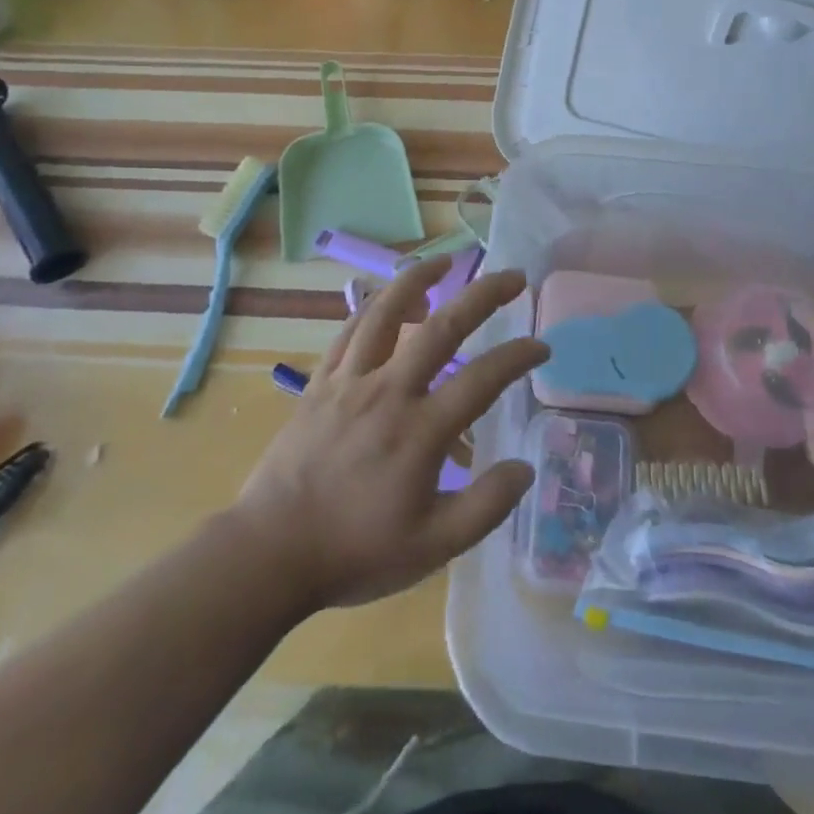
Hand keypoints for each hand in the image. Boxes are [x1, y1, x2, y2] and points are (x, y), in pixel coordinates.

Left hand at [232, 256, 547, 611]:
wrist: (271, 552)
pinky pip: (349, 332)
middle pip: (443, 327)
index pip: (483, 379)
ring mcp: (351, 382)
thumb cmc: (356, 551)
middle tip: (513, 276)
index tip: (542, 347)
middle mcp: (389, 391)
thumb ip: (485, 506)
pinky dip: (372, 308)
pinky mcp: (320, 383)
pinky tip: (385, 300)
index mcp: (421, 431)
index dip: (518, 357)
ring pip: (387, 313)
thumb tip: (525, 467)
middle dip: (484, 295)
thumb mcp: (433, 547)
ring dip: (419, 279)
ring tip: (443, 261)